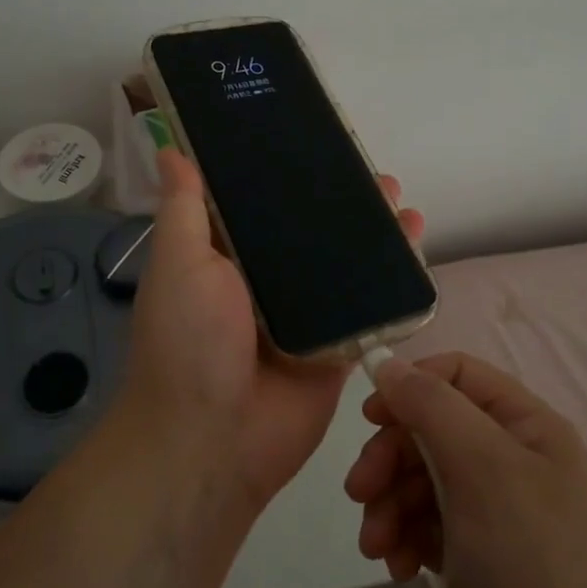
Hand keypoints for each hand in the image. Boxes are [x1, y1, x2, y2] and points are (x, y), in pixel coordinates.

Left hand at [118, 148, 425, 512]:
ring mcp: (306, 316)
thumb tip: (170, 149)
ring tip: (402, 205)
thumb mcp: (178, 264)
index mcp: (227, 258)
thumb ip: (185, 209)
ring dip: (375, 236)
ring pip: (347, 267)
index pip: (264, 204)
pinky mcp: (338, 348)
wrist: (212, 443)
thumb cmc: (188, 342)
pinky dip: (393, 283)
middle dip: (345, 205)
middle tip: (377, 177)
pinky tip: (416, 252)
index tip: (321, 144)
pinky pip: (370, 309)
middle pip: (313, 233)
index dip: (290, 175)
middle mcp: (267, 282)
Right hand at [345, 354, 586, 587]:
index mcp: (526, 425)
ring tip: (377, 545)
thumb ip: (432, 405)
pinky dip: (405, 538)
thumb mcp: (484, 467)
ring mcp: (493, 510)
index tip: (370, 418)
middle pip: (430, 429)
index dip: (410, 385)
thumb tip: (386, 363)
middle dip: (390, 458)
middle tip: (359, 492)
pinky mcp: (476, 556)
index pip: (457, 375)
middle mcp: (510, 458)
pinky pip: (426, 524)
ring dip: (390, 503)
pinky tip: (398, 568)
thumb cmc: (534, 563)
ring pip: (421, 478)